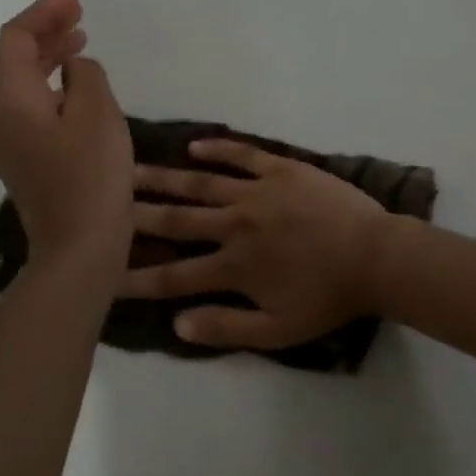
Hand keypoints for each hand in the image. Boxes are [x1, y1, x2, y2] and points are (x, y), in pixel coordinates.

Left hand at [0, 0, 132, 279]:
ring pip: (22, 84)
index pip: (16, 38)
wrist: (78, 247)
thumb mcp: (97, 112)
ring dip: (49, 59)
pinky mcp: (22, 160)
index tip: (76, 0)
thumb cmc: (90, 175)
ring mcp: (6, 141)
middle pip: (14, 59)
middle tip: (80, 16)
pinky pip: (30, 107)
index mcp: (9, 97)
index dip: (44, 13)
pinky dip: (51, 87)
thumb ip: (85, 74)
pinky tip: (76, 89)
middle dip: (46, 32)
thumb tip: (75, 69)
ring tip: (80, 43)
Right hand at [123, 139, 391, 348]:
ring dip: (164, 178)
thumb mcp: (278, 330)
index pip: (173, 276)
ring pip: (200, 183)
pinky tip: (194, 145)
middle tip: (100, 206)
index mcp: (233, 266)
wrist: (376, 257)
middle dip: (135, 216)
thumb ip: (226, 327)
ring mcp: (257, 192)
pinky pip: (243, 155)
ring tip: (130, 170)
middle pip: (176, 221)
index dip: (135, 278)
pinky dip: (218, 148)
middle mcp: (235, 225)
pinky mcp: (282, 169)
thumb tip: (176, 323)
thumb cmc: (329, 297)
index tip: (102, 277)